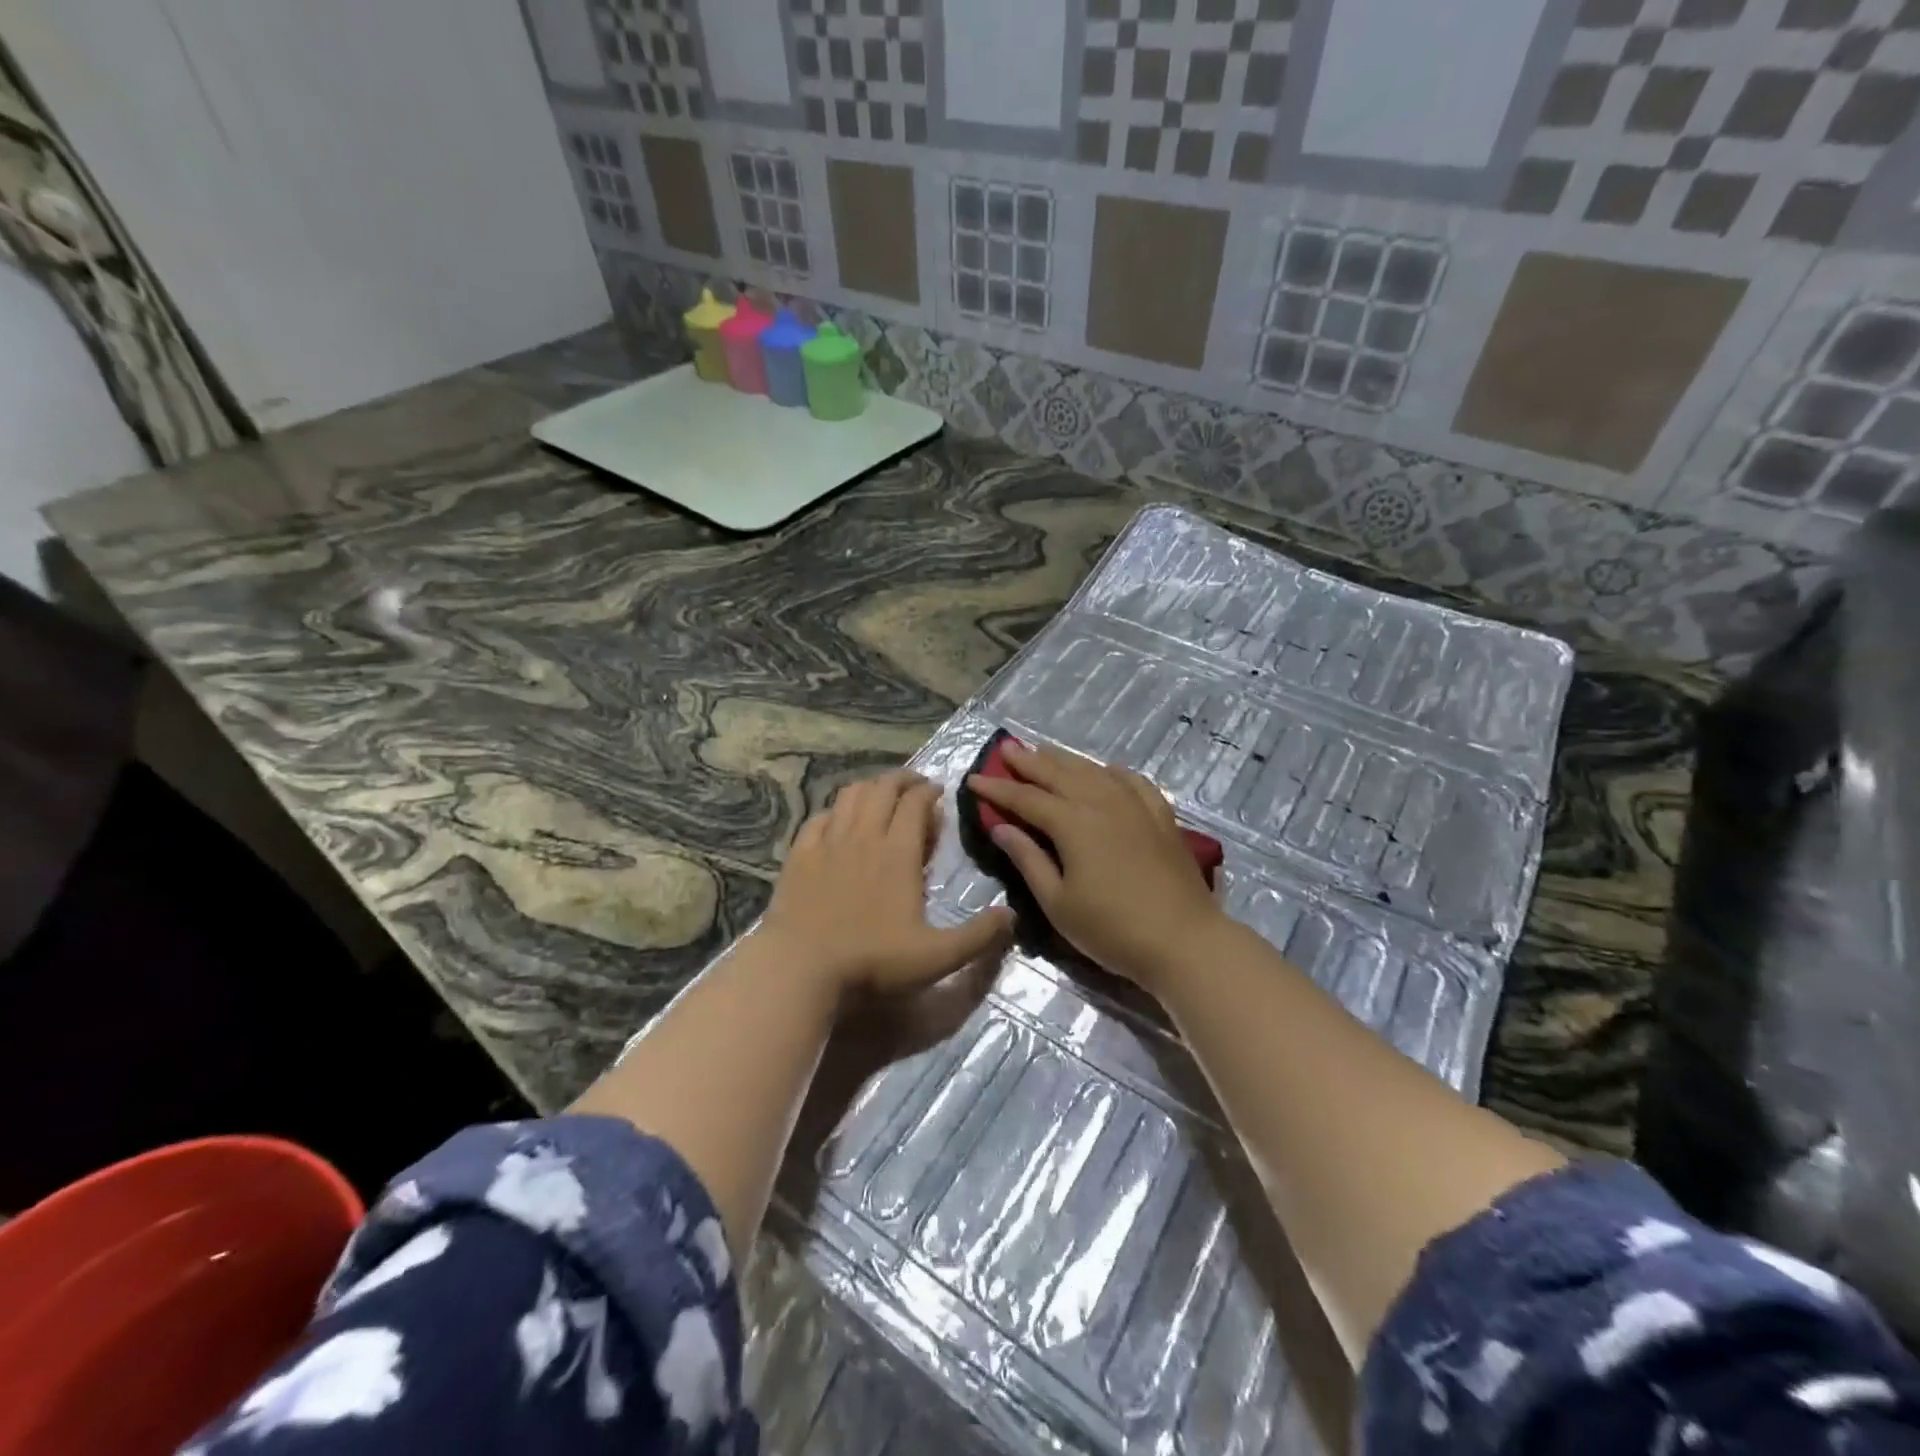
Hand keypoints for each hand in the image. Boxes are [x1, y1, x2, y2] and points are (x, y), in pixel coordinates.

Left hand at [761, 768, 1013, 1000]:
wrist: (800, 968)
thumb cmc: (872, 961)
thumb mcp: (936, 957)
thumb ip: (978, 936)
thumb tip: (1012, 915)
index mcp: (898, 852)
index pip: (916, 801)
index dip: (929, 790)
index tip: (939, 792)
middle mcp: (864, 835)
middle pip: (884, 787)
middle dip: (904, 779)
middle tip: (916, 786)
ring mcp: (828, 841)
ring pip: (851, 795)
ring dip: (871, 787)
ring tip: (882, 795)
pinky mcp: (800, 853)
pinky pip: (820, 816)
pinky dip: (837, 810)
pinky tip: (840, 821)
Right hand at [965, 742, 1223, 991]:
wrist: (1183, 940)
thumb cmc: (1111, 929)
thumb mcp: (1058, 903)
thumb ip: (1028, 860)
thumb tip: (1002, 828)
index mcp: (1072, 823)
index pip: (1025, 799)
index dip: (997, 789)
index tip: (974, 779)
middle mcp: (1101, 803)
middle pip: (1058, 774)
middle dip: (1028, 761)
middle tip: (1005, 747)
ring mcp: (1135, 805)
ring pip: (1093, 771)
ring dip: (1064, 759)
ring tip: (1044, 750)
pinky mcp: (1160, 816)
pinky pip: (1132, 781)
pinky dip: (1112, 771)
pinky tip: (1105, 770)